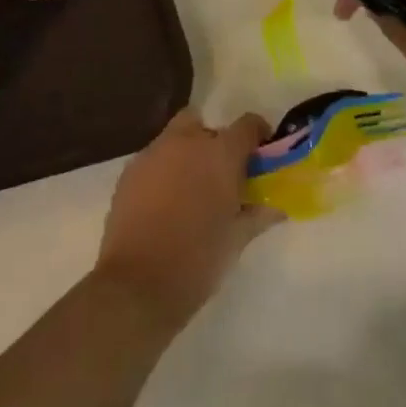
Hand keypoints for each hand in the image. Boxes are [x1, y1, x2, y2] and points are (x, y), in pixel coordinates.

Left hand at [94, 108, 281, 325]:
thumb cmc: (198, 260)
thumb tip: (276, 207)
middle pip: (203, 123)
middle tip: (221, 174)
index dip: (257, 135)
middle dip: (214, 141)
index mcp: (219, 154)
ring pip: (175, 138)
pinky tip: (164, 202)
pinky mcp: (129, 171)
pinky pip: (154, 158)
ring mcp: (153, 153)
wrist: (138, 283)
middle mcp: (185, 142)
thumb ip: (257, 215)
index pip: (247, 125)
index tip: (261, 154)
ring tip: (191, 191)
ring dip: (187, 154)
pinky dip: (164, 170)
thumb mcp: (236, 240)